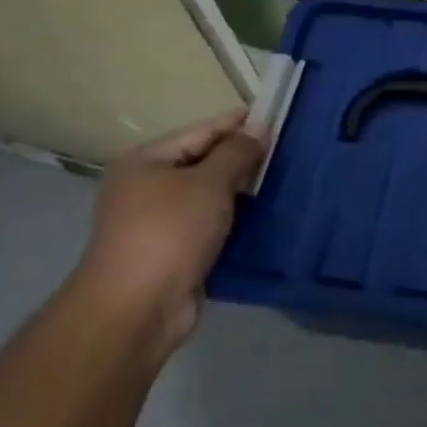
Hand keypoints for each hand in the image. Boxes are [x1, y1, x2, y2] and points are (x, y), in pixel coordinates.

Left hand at [76, 110, 264, 354]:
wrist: (136, 310)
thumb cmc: (169, 233)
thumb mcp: (208, 183)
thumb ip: (236, 153)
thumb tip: (257, 129)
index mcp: (145, 162)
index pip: (201, 131)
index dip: (240, 124)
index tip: (278, 116)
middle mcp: (147, 188)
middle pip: (205, 164)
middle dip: (244, 160)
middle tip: (290, 152)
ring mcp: (159, 223)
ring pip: (211, 198)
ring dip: (244, 194)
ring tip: (287, 181)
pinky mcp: (175, 254)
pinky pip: (213, 227)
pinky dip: (237, 222)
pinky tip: (269, 217)